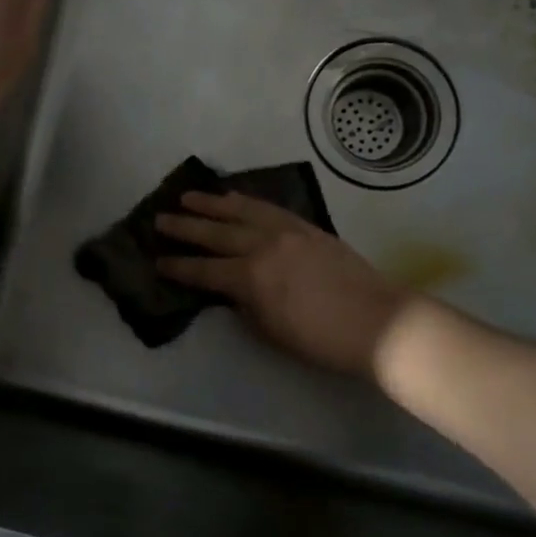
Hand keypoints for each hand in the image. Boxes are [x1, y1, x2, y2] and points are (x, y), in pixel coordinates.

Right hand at [155, 191, 411, 378]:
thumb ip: (244, 306)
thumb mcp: (271, 332)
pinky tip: (234, 197)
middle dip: (184, 227)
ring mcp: (286, 231)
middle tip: (160, 219)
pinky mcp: (306, 226)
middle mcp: (262, 246)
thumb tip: (229, 291)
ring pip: (240, 210)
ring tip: (188, 197)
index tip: (156, 262)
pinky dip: (246, 201)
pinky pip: (268, 207)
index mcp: (250, 278)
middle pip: (215, 233)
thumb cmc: (322, 340)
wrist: (378, 322)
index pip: (203, 271)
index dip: (178, 267)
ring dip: (212, 203)